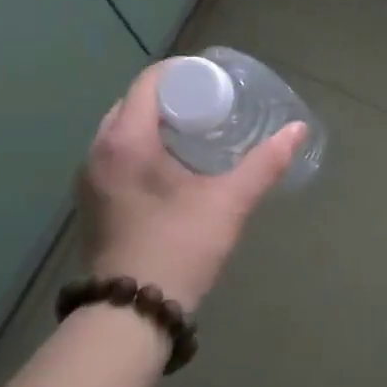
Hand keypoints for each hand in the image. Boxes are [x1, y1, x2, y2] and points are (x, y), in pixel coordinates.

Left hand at [79, 61, 304, 311]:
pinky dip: (140, 146)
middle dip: (171, 96)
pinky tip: (169, 164)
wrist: (131, 314)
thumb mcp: (228, 202)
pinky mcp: (91, 200)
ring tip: (193, 131)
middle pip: (133, 102)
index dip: (182, 73)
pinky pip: (115, 154)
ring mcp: (89, 177)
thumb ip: (264, 164)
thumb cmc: (180, 247)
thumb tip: (298, 130)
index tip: (214, 81)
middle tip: (209, 105)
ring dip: (153, 122)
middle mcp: (99, 151)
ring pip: (121, 129)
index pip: (149, 81)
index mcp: (126, 140)